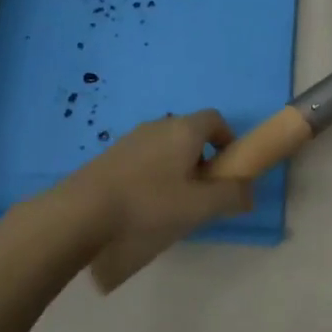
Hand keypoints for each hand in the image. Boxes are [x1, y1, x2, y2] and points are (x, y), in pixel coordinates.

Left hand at [58, 111, 253, 266]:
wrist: (82, 211)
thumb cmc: (149, 204)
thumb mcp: (199, 206)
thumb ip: (230, 196)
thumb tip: (248, 192)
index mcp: (184, 130)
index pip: (215, 119)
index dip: (228, 140)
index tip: (228, 168)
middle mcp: (159, 125)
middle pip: (190, 133)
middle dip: (202, 158)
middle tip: (202, 192)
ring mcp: (132, 138)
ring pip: (166, 146)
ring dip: (177, 167)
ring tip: (172, 203)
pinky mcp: (111, 155)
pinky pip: (144, 157)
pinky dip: (154, 173)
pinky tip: (144, 204)